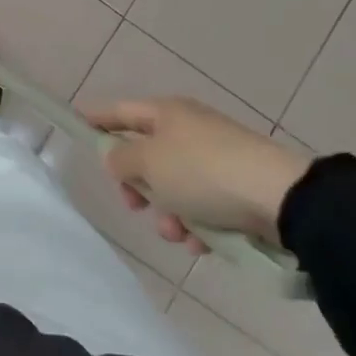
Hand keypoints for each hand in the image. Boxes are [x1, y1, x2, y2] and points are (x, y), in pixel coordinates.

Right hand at [82, 97, 308, 253]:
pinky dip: (197, 226)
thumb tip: (114, 155)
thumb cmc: (203, 172)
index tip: (76, 123)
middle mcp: (190, 131)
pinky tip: (202, 243)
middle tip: (134, 205)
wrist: (280, 198)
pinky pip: (202, 207)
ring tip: (178, 233)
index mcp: (167, 114)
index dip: (97, 118)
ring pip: (173, 188)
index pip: (121, 111)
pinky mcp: (237, 189)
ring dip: (168, 214)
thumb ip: (121, 158)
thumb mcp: (149, 162)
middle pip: (146, 156)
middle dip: (137, 186)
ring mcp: (216, 159)